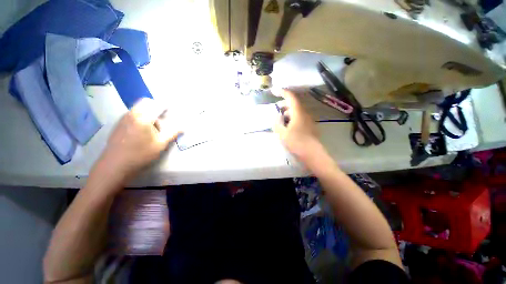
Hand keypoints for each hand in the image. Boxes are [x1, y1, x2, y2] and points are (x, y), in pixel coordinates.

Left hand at [98, 98, 181, 180]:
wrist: (114, 165)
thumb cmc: (140, 155)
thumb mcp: (160, 145)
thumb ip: (172, 133)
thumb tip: (183, 127)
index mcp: (143, 118)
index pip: (158, 104)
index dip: (167, 106)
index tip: (173, 112)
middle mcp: (132, 113)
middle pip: (147, 102)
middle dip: (157, 108)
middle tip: (163, 120)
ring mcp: (123, 118)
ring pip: (139, 107)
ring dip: (148, 112)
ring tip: (153, 128)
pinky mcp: (119, 123)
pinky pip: (133, 113)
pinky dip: (141, 117)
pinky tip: (142, 131)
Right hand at [273, 90, 320, 161]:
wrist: (312, 154)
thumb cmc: (296, 142)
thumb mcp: (282, 133)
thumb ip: (277, 123)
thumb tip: (277, 117)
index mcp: (298, 113)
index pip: (291, 97)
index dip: (282, 92)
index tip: (273, 91)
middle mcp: (305, 114)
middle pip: (294, 104)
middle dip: (284, 104)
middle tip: (276, 109)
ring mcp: (308, 120)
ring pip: (297, 112)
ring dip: (288, 113)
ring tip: (281, 119)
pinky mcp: (309, 127)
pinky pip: (300, 118)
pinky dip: (292, 119)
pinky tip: (288, 127)